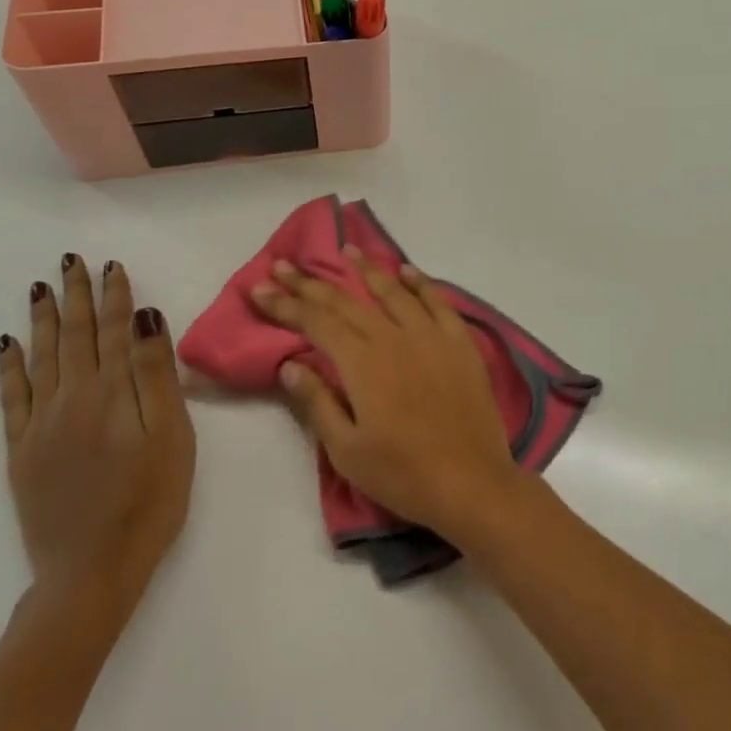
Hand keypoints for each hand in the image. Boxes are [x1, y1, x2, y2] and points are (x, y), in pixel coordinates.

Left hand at [0, 255, 195, 638]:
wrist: (92, 569)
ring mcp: (41, 424)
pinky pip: (12, 397)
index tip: (112, 266)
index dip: (114, 297)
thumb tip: (144, 318)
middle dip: (76, 296)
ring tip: (42, 289)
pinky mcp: (22, 451)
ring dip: (43, 320)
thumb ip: (155, 374)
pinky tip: (8, 346)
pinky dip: (10, 367)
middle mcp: (71, 398)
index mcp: (111, 392)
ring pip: (42, 358)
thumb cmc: (150, 500)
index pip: (113, 331)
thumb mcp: (171, 434)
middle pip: (74, 336)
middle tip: (71, 262)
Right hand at [251, 247, 516, 537]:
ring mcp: (432, 337)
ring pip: (393, 292)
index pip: (316, 323)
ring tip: (347, 249)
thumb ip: (318, 402)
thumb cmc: (402, 473)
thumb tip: (291, 363)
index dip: (286, 304)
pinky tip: (407, 272)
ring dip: (367, 269)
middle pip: (347, 302)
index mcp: (363, 363)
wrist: (471, 481)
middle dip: (311, 282)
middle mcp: (395, 338)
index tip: (259, 288)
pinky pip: (438, 303)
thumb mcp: (347, 449)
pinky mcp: (461, 344)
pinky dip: (420, 284)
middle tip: (285, 264)